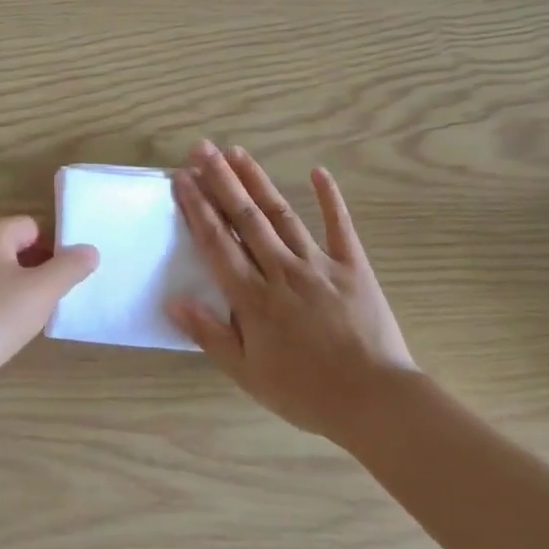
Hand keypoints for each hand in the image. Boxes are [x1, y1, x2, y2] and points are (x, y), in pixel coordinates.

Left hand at [0, 217, 98, 404]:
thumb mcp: (42, 291)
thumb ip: (70, 267)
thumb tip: (90, 250)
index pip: (33, 225)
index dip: (55, 245)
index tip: (73, 272)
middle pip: (18, 248)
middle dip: (42, 267)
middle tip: (62, 293)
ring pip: (4, 274)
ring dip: (25, 289)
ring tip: (43, 312)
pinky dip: (6, 306)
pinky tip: (17, 328)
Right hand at [169, 143, 418, 441]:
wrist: (374, 401)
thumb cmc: (305, 392)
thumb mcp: (247, 373)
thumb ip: (209, 334)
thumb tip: (173, 301)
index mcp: (253, 297)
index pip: (217, 242)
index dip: (197, 207)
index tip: (182, 177)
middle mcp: (281, 270)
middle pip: (245, 217)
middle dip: (220, 180)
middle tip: (202, 148)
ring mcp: (319, 264)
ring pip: (281, 214)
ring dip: (257, 181)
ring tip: (237, 152)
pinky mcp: (353, 266)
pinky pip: (340, 226)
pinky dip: (330, 198)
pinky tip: (319, 171)